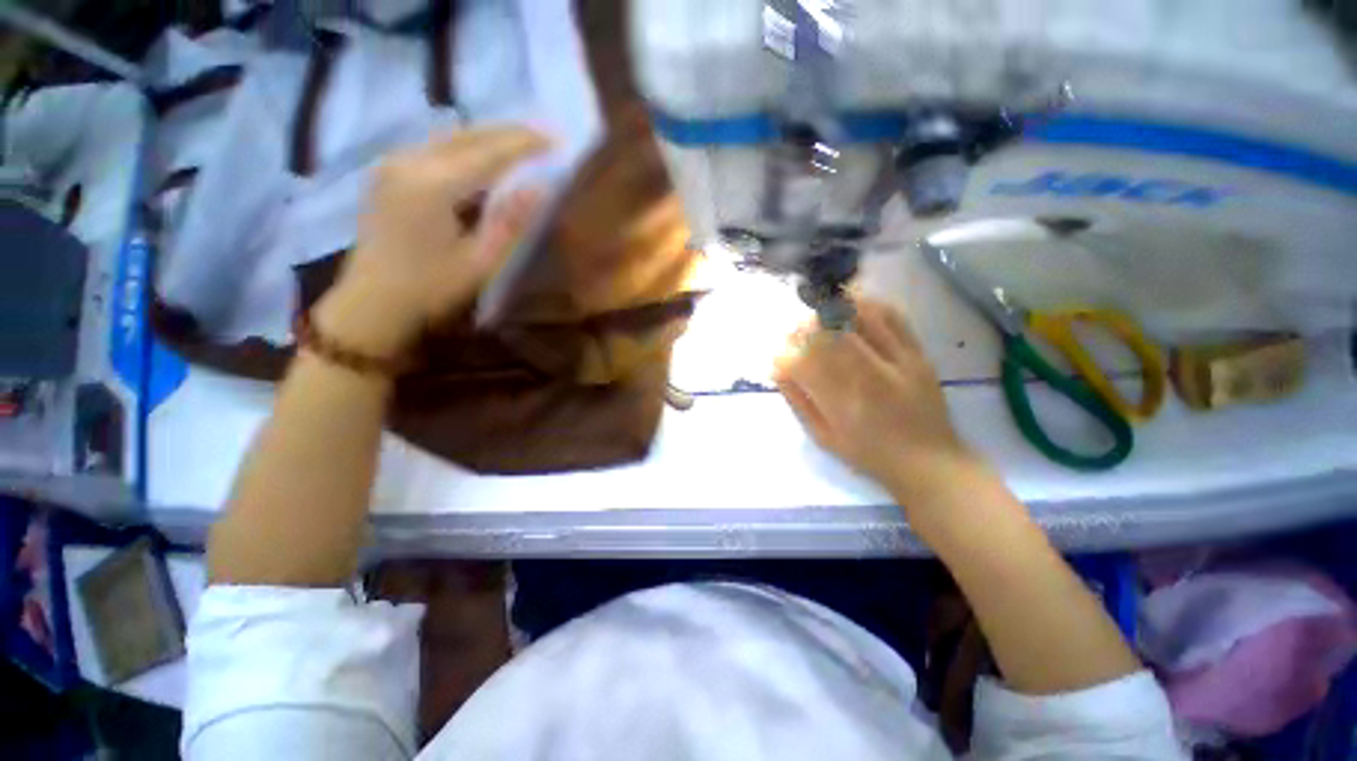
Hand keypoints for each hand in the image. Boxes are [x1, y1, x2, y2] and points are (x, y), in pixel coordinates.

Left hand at [314, 127, 549, 355]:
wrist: (371, 304)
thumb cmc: (430, 290)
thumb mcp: (480, 263)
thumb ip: (510, 223)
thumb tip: (541, 188)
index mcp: (433, 185)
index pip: (490, 152)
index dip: (526, 144)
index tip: (558, 139)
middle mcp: (410, 161)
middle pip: (468, 135)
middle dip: (509, 133)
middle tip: (544, 136)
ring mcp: (394, 164)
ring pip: (450, 137)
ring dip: (488, 137)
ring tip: (521, 144)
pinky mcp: (389, 173)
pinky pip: (435, 148)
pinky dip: (466, 147)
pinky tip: (484, 157)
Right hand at [774, 299, 980, 500]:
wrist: (929, 462)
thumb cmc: (869, 454)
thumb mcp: (823, 437)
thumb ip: (798, 401)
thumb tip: (778, 367)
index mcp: (842, 405)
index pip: (802, 364)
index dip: (785, 355)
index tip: (782, 357)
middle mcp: (869, 378)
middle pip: (828, 334)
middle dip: (804, 328)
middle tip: (797, 332)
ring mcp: (898, 361)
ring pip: (859, 317)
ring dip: (833, 310)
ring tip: (822, 314)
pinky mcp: (918, 353)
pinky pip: (892, 316)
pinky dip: (869, 305)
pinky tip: (854, 306)